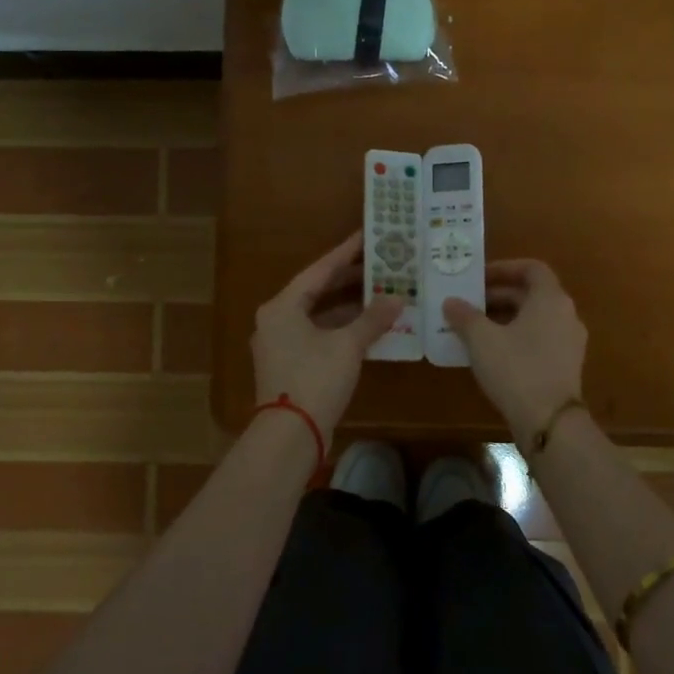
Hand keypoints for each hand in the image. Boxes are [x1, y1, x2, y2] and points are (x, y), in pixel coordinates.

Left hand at [253, 231, 401, 432]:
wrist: (289, 436)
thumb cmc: (315, 379)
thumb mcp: (347, 345)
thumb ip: (372, 318)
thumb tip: (397, 299)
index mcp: (282, 306)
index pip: (319, 270)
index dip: (345, 253)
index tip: (367, 236)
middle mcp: (275, 319)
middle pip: (316, 290)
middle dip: (349, 279)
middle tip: (380, 264)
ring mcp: (280, 344)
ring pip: (318, 314)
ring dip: (348, 306)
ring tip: (380, 292)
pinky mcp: (289, 365)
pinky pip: (317, 335)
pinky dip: (341, 328)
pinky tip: (367, 327)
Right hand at [444, 259, 586, 443]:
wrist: (551, 422)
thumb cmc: (516, 369)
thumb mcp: (482, 340)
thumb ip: (465, 316)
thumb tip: (451, 302)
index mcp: (550, 299)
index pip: (532, 269)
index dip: (504, 268)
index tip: (479, 278)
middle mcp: (566, 314)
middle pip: (532, 294)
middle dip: (499, 296)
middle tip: (470, 304)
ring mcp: (570, 341)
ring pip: (536, 318)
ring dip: (506, 317)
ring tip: (475, 328)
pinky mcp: (566, 365)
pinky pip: (540, 339)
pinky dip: (517, 336)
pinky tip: (492, 353)